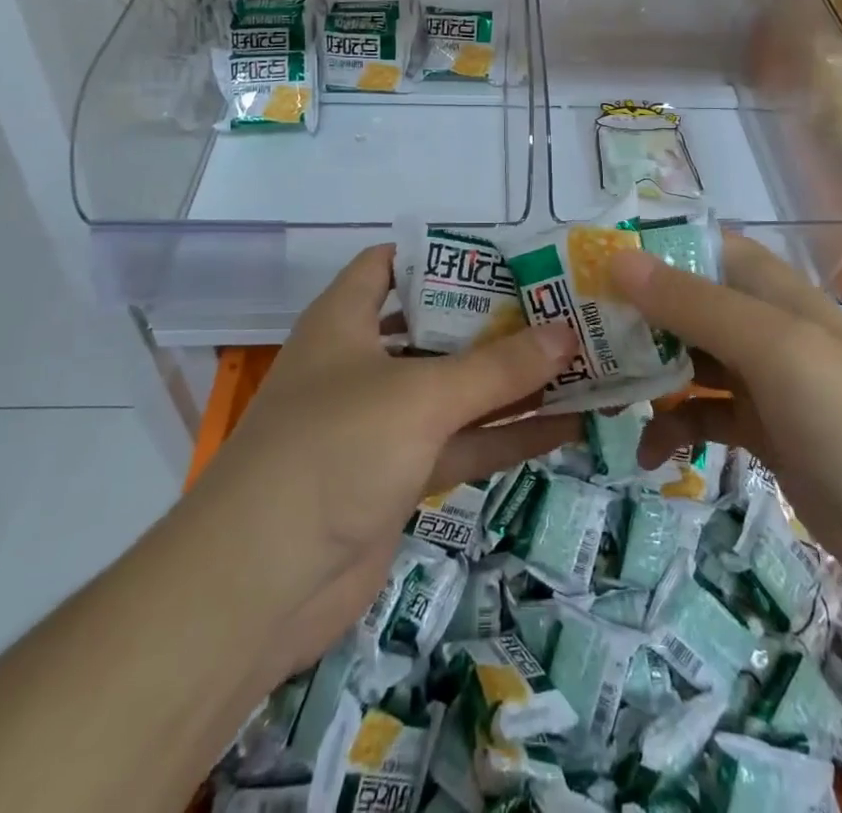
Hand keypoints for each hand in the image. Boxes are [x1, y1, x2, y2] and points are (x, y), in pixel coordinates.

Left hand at [193, 244, 581, 690]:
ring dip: (513, 381)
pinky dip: (507, 434)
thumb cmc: (333, 450)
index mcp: (346, 320)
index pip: (390, 264)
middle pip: (437, 327)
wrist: (260, 586)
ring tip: (580, 361)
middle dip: (496, 319)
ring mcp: (383, 423)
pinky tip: (565, 427)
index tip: (505, 254)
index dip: (441, 254)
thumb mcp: (419, 397)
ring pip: (458, 389)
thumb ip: (497, 368)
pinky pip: (463, 442)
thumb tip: (566, 333)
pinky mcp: (400, 476)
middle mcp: (363, 363)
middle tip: (560, 306)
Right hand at [612, 235, 841, 599]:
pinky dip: (673, 427)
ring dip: (646, 373)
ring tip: (600, 392)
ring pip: (686, 359)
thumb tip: (617, 259)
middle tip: (575, 334)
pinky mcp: (761, 431)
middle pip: (684, 303)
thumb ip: (693, 304)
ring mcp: (761, 380)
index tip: (589, 264)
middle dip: (633, 315)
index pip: (700, 246)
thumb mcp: (770, 348)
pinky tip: (649, 453)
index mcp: (770, 289)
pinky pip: (701, 415)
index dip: (648, 248)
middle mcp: (761, 325)